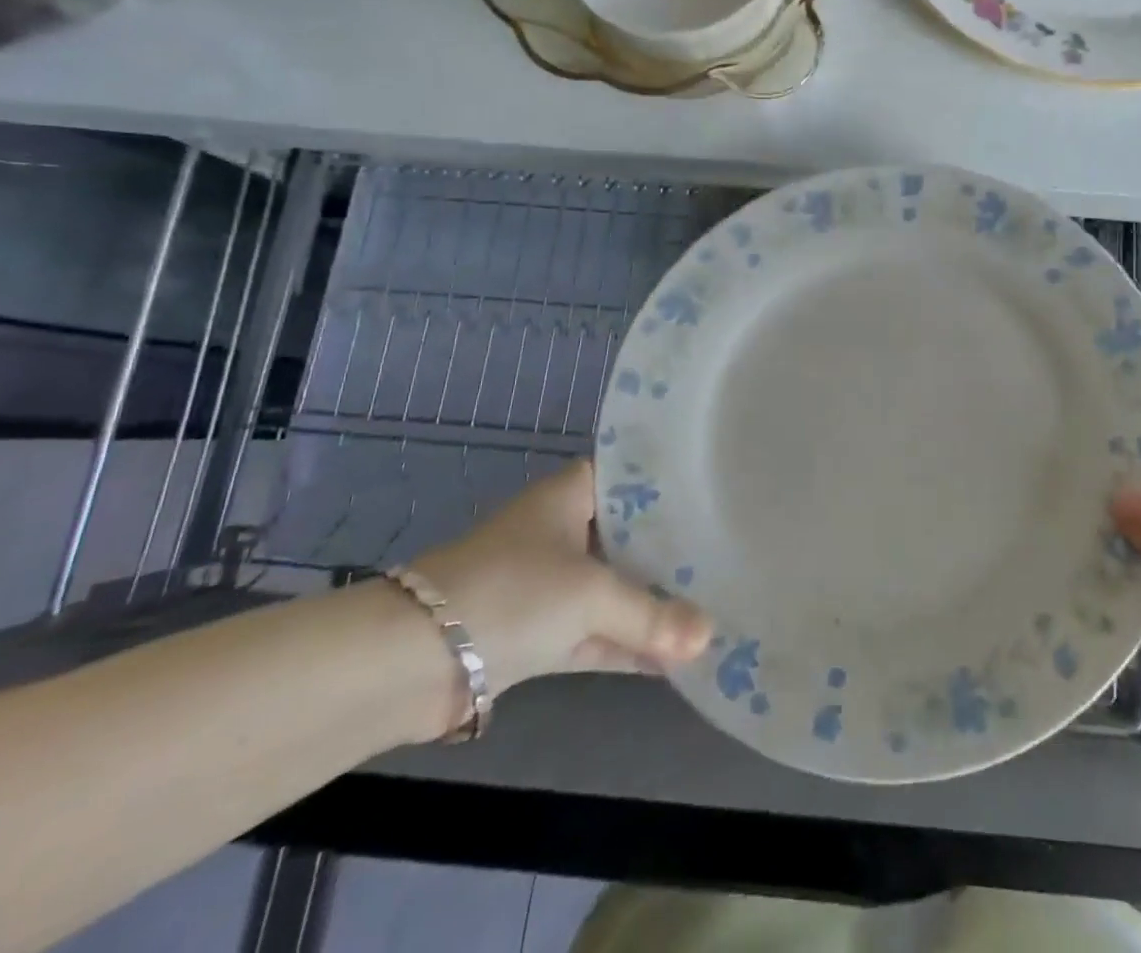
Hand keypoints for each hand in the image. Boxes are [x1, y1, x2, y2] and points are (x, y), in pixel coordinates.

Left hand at [414, 460, 712, 698]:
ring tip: (713, 610)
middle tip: (731, 555)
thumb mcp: (591, 595)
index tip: (719, 496)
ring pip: (614, 588)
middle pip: (630, 535)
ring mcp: (550, 583)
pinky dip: (628, 644)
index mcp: (572, 494)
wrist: (410, 661)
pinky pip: (596, 633)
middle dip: (673, 552)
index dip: (673, 487)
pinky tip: (675, 658)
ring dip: (652, 606)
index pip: (633, 478)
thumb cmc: (512, 591)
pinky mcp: (539, 632)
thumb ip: (652, 616)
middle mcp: (563, 530)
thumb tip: (711, 635)